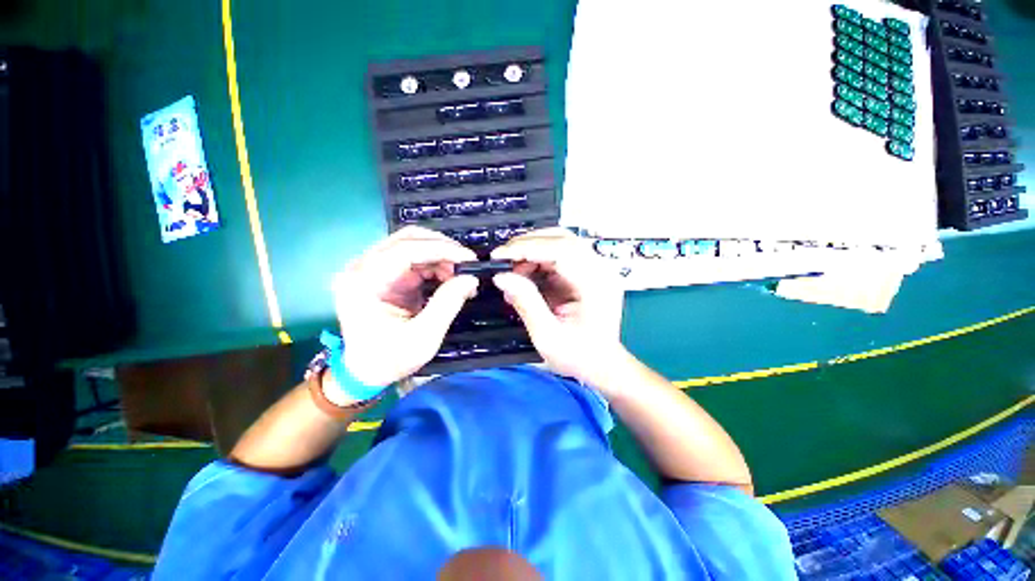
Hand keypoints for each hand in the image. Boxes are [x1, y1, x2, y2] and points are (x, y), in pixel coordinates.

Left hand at [333, 227, 478, 387]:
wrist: (365, 371)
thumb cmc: (390, 359)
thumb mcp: (423, 337)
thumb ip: (447, 304)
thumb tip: (471, 279)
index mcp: (363, 283)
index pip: (404, 250)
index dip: (441, 249)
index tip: (469, 259)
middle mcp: (362, 268)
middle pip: (407, 239)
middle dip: (443, 248)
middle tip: (467, 266)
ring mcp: (371, 268)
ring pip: (412, 244)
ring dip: (441, 255)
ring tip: (459, 277)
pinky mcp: (383, 273)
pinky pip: (414, 257)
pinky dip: (435, 264)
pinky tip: (448, 278)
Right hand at [491, 228, 625, 385]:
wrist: (602, 365)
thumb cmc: (579, 356)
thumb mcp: (547, 335)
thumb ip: (526, 302)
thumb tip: (501, 277)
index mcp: (596, 284)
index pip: (561, 250)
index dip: (527, 248)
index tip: (499, 255)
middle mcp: (600, 269)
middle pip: (562, 238)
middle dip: (528, 245)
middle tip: (503, 259)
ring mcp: (596, 268)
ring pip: (560, 242)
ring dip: (533, 251)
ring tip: (513, 271)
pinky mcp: (588, 271)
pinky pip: (561, 254)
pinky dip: (540, 259)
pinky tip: (526, 274)